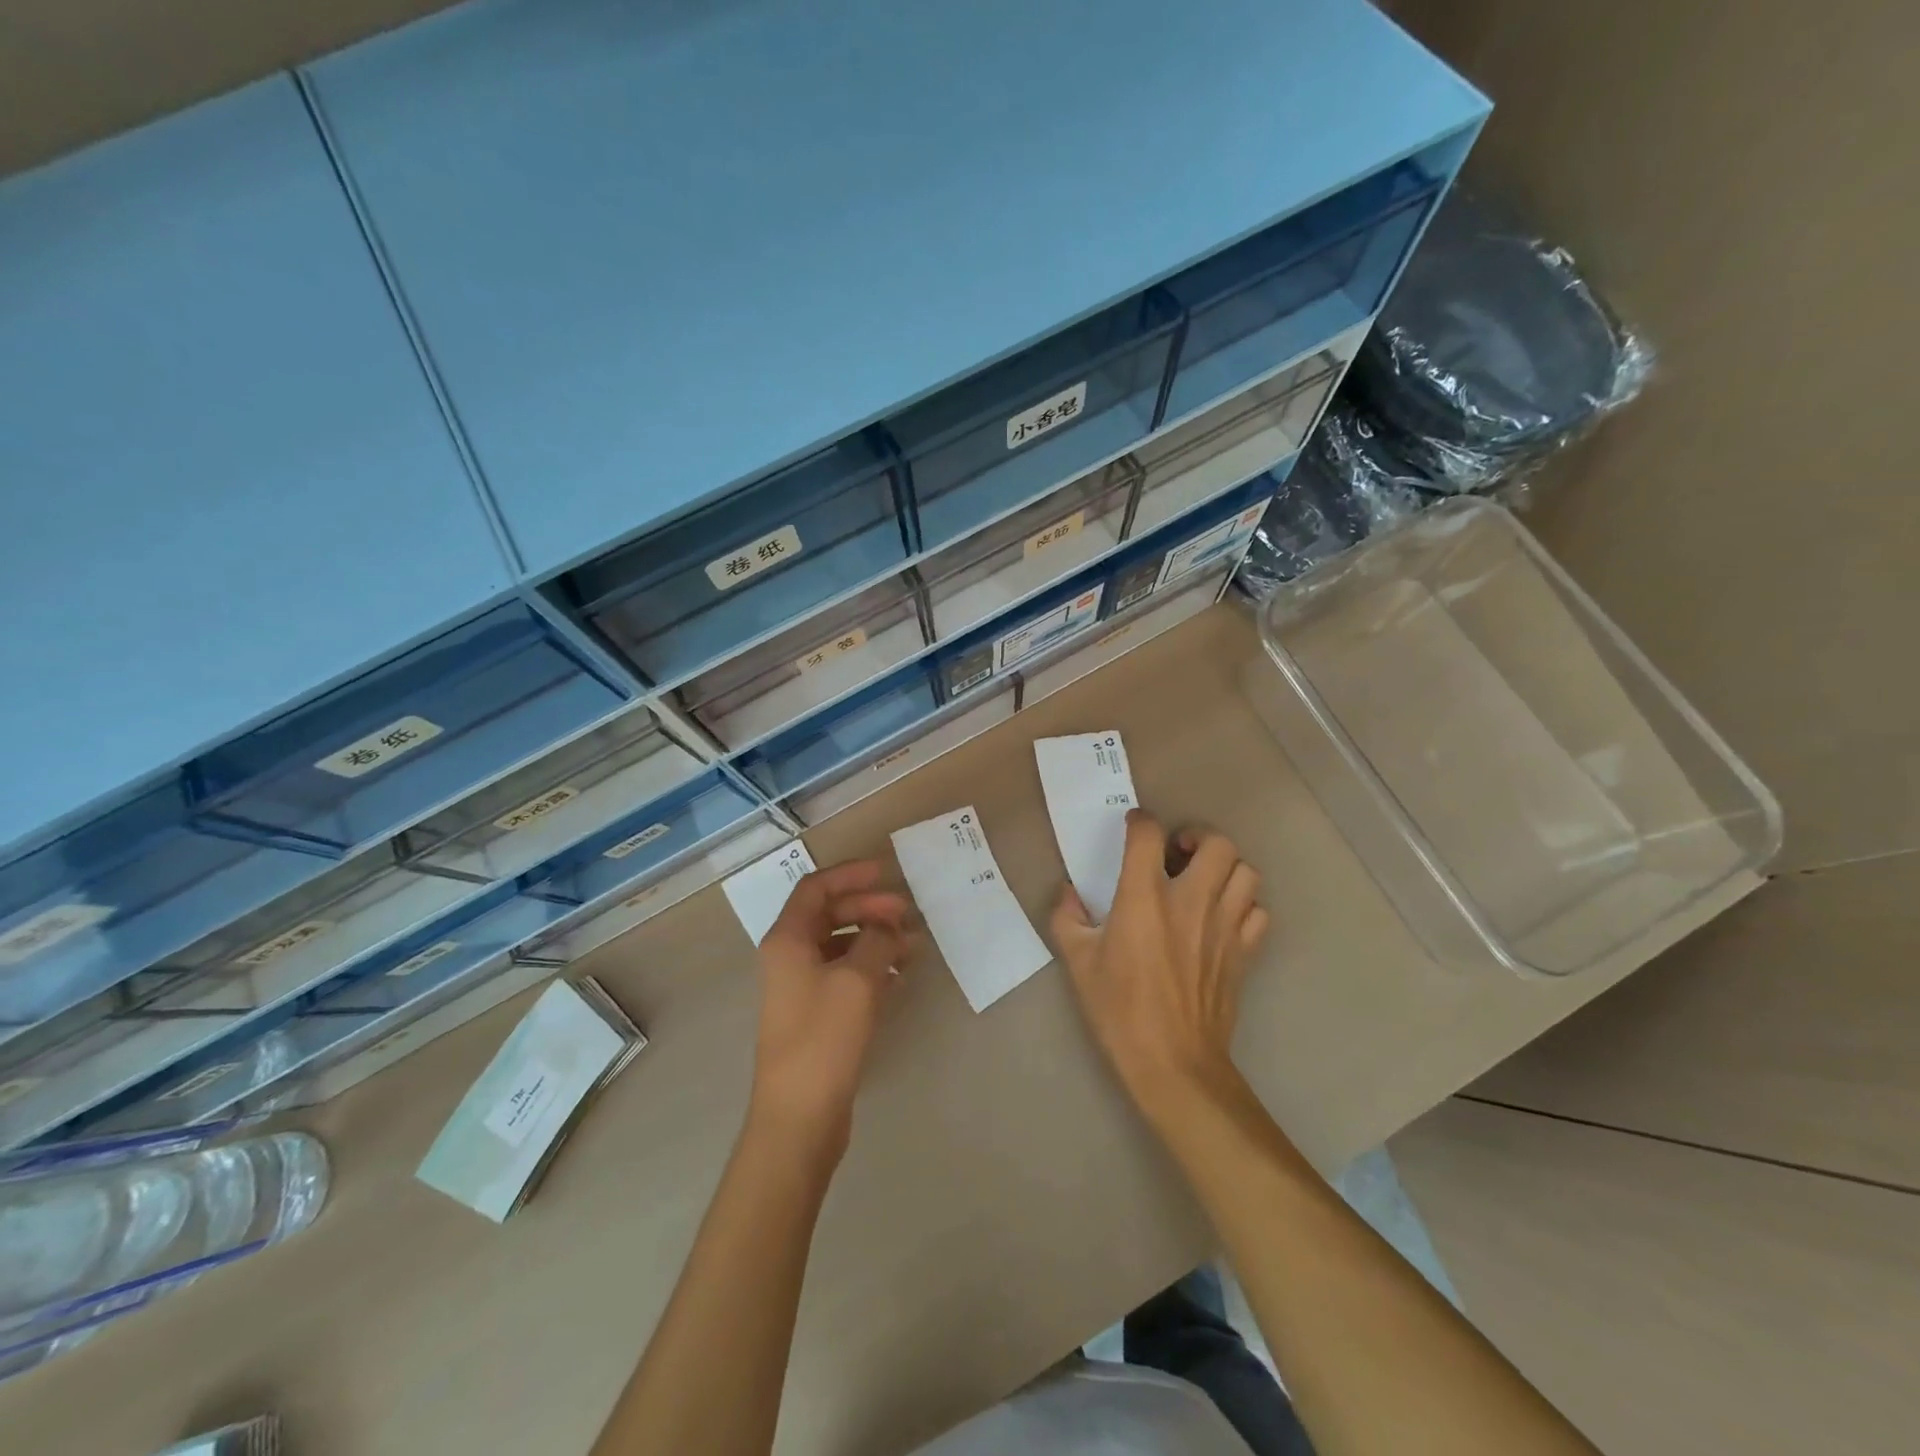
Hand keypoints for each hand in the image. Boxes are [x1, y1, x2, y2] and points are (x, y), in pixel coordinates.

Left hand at [749, 860, 914, 1161]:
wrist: (799, 1116)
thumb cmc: (824, 1038)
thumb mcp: (857, 980)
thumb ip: (877, 940)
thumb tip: (889, 926)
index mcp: (787, 940)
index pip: (816, 889)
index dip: (850, 875)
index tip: (886, 872)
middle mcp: (789, 957)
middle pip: (829, 915)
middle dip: (869, 908)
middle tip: (907, 914)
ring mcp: (800, 988)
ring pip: (840, 946)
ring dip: (874, 938)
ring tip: (912, 946)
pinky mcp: (815, 1015)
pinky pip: (844, 975)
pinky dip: (870, 967)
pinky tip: (899, 976)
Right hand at [1050, 810, 1269, 1119]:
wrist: (1172, 1063)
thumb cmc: (1119, 1009)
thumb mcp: (1078, 962)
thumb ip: (1067, 918)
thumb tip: (1068, 893)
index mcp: (1144, 897)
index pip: (1149, 835)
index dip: (1141, 822)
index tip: (1133, 828)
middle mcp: (1191, 901)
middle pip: (1216, 843)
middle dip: (1197, 837)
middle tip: (1176, 853)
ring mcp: (1224, 926)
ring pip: (1245, 871)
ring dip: (1224, 868)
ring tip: (1202, 881)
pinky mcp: (1244, 952)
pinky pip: (1258, 911)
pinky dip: (1244, 905)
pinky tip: (1222, 918)